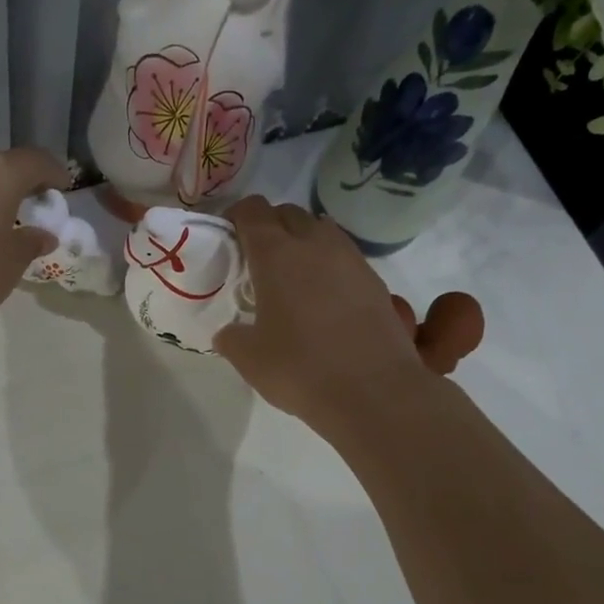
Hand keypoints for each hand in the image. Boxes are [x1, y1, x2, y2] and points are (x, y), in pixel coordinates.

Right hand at [214, 197, 483, 439]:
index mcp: (276, 255)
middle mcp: (315, 245)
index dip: (236, 217)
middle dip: (269, 226)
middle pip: (289, 213)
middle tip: (256, 259)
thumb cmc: (300, 369)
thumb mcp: (249, 358)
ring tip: (291, 277)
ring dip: (302, 242)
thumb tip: (230, 332)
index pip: (252, 211)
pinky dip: (327, 266)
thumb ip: (232, 337)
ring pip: (321, 231)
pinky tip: (321, 299)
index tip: (228, 237)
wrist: (373, 392)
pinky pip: (344, 257)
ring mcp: (351, 260)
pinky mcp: (375, 281)